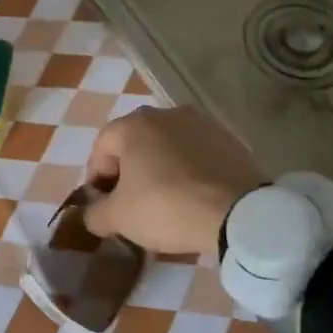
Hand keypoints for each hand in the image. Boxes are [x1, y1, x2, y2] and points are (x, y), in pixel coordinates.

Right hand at [82, 105, 264, 258]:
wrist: (240, 214)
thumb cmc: (167, 207)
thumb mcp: (119, 218)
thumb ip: (96, 213)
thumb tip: (92, 214)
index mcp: (133, 124)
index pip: (101, 148)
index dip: (96, 179)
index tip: (103, 206)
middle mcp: (165, 114)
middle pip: (135, 144)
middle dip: (129, 172)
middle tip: (132, 204)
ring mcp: (201, 124)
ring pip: (168, 148)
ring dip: (160, 170)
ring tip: (166, 203)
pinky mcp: (230, 140)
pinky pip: (197, 156)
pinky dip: (189, 172)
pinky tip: (194, 198)